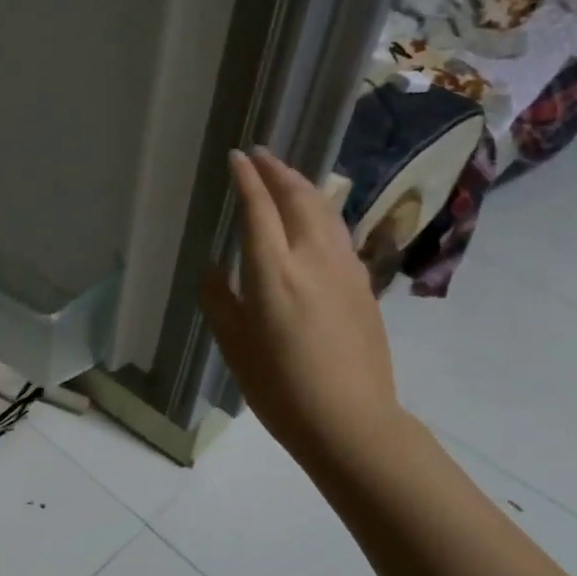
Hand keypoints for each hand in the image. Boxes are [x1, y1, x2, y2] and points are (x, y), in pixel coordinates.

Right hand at [199, 148, 404, 471]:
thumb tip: (213, 269)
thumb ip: (219, 299)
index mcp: (274, 271)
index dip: (246, 179)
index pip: (259, 208)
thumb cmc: (280, 386)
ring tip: (286, 176)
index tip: (236, 157)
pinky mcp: (363, 285)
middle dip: (277, 171)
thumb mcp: (234, 345)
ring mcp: (345, 269)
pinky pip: (339, 232)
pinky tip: (315, 218)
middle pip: (298, 198)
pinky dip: (321, 211)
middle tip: (260, 155)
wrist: (350, 420)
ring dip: (303, 186)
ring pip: (325, 211)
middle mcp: (312, 258)